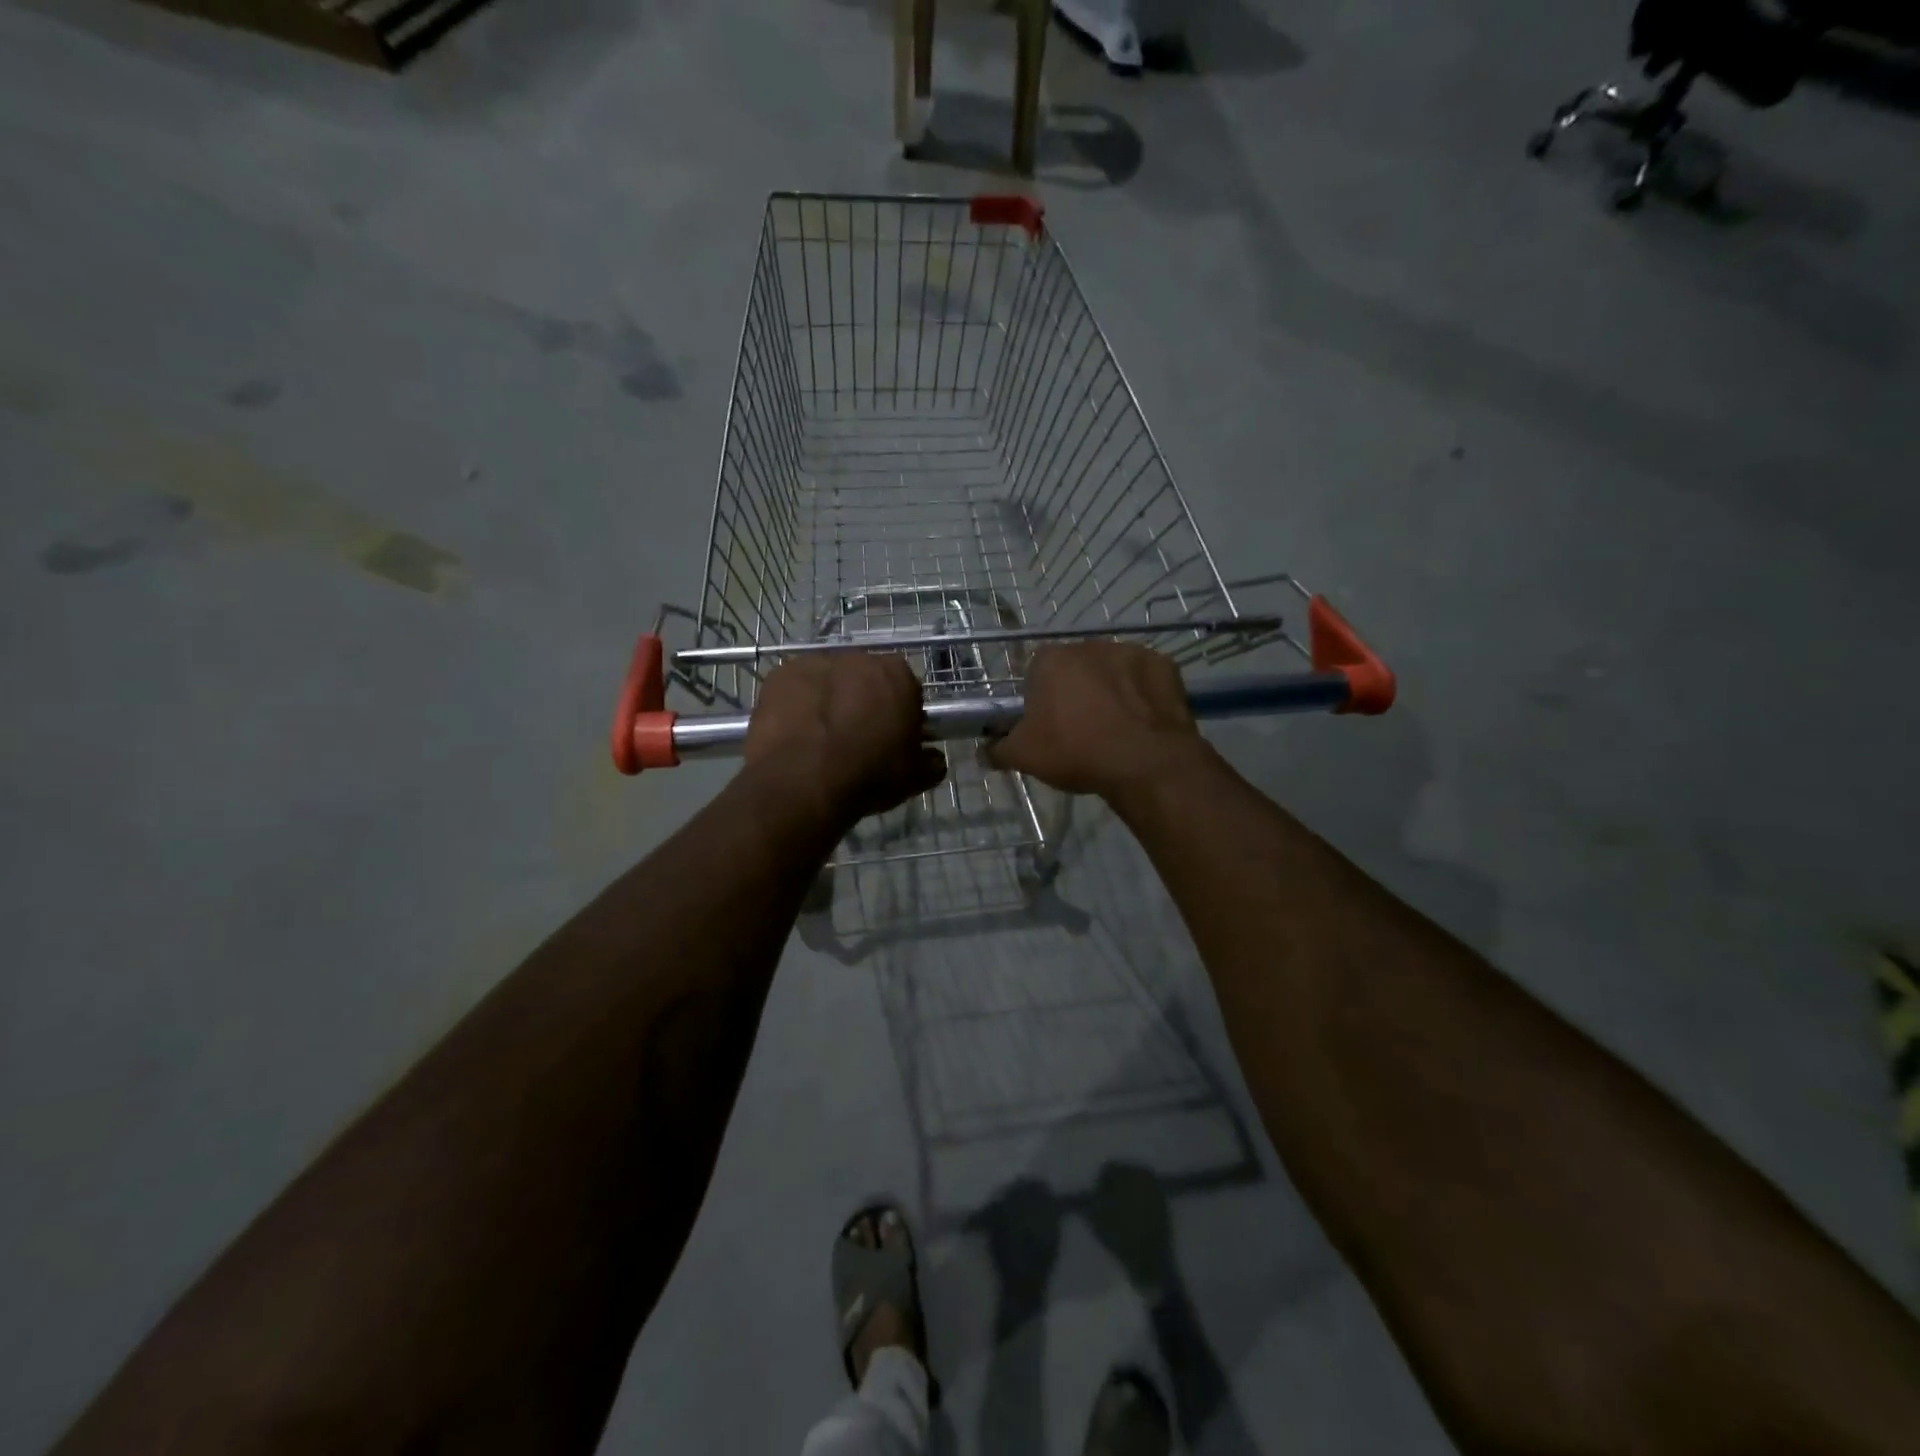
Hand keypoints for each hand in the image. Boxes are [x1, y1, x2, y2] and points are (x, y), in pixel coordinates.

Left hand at [744, 653, 945, 827]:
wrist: (803, 781)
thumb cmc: (869, 775)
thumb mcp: (915, 777)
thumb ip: (931, 762)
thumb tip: (934, 758)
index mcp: (898, 675)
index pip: (906, 687)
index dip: (900, 711)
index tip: (893, 736)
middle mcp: (859, 658)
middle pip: (865, 678)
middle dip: (863, 700)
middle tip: (857, 736)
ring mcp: (815, 662)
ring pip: (828, 680)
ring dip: (828, 699)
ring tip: (821, 738)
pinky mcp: (780, 675)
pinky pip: (795, 688)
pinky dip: (796, 704)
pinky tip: (795, 734)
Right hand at [985, 642, 1201, 798]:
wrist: (1144, 762)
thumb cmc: (1076, 752)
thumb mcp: (1024, 756)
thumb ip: (997, 749)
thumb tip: (982, 751)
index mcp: (1050, 659)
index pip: (1036, 673)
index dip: (1040, 700)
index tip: (1047, 727)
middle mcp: (1089, 645)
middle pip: (1075, 669)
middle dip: (1076, 693)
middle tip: (1080, 730)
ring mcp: (1130, 651)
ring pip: (1112, 672)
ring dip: (1110, 691)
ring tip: (1116, 730)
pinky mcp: (1164, 665)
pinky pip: (1145, 680)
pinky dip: (1142, 696)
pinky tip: (1142, 724)